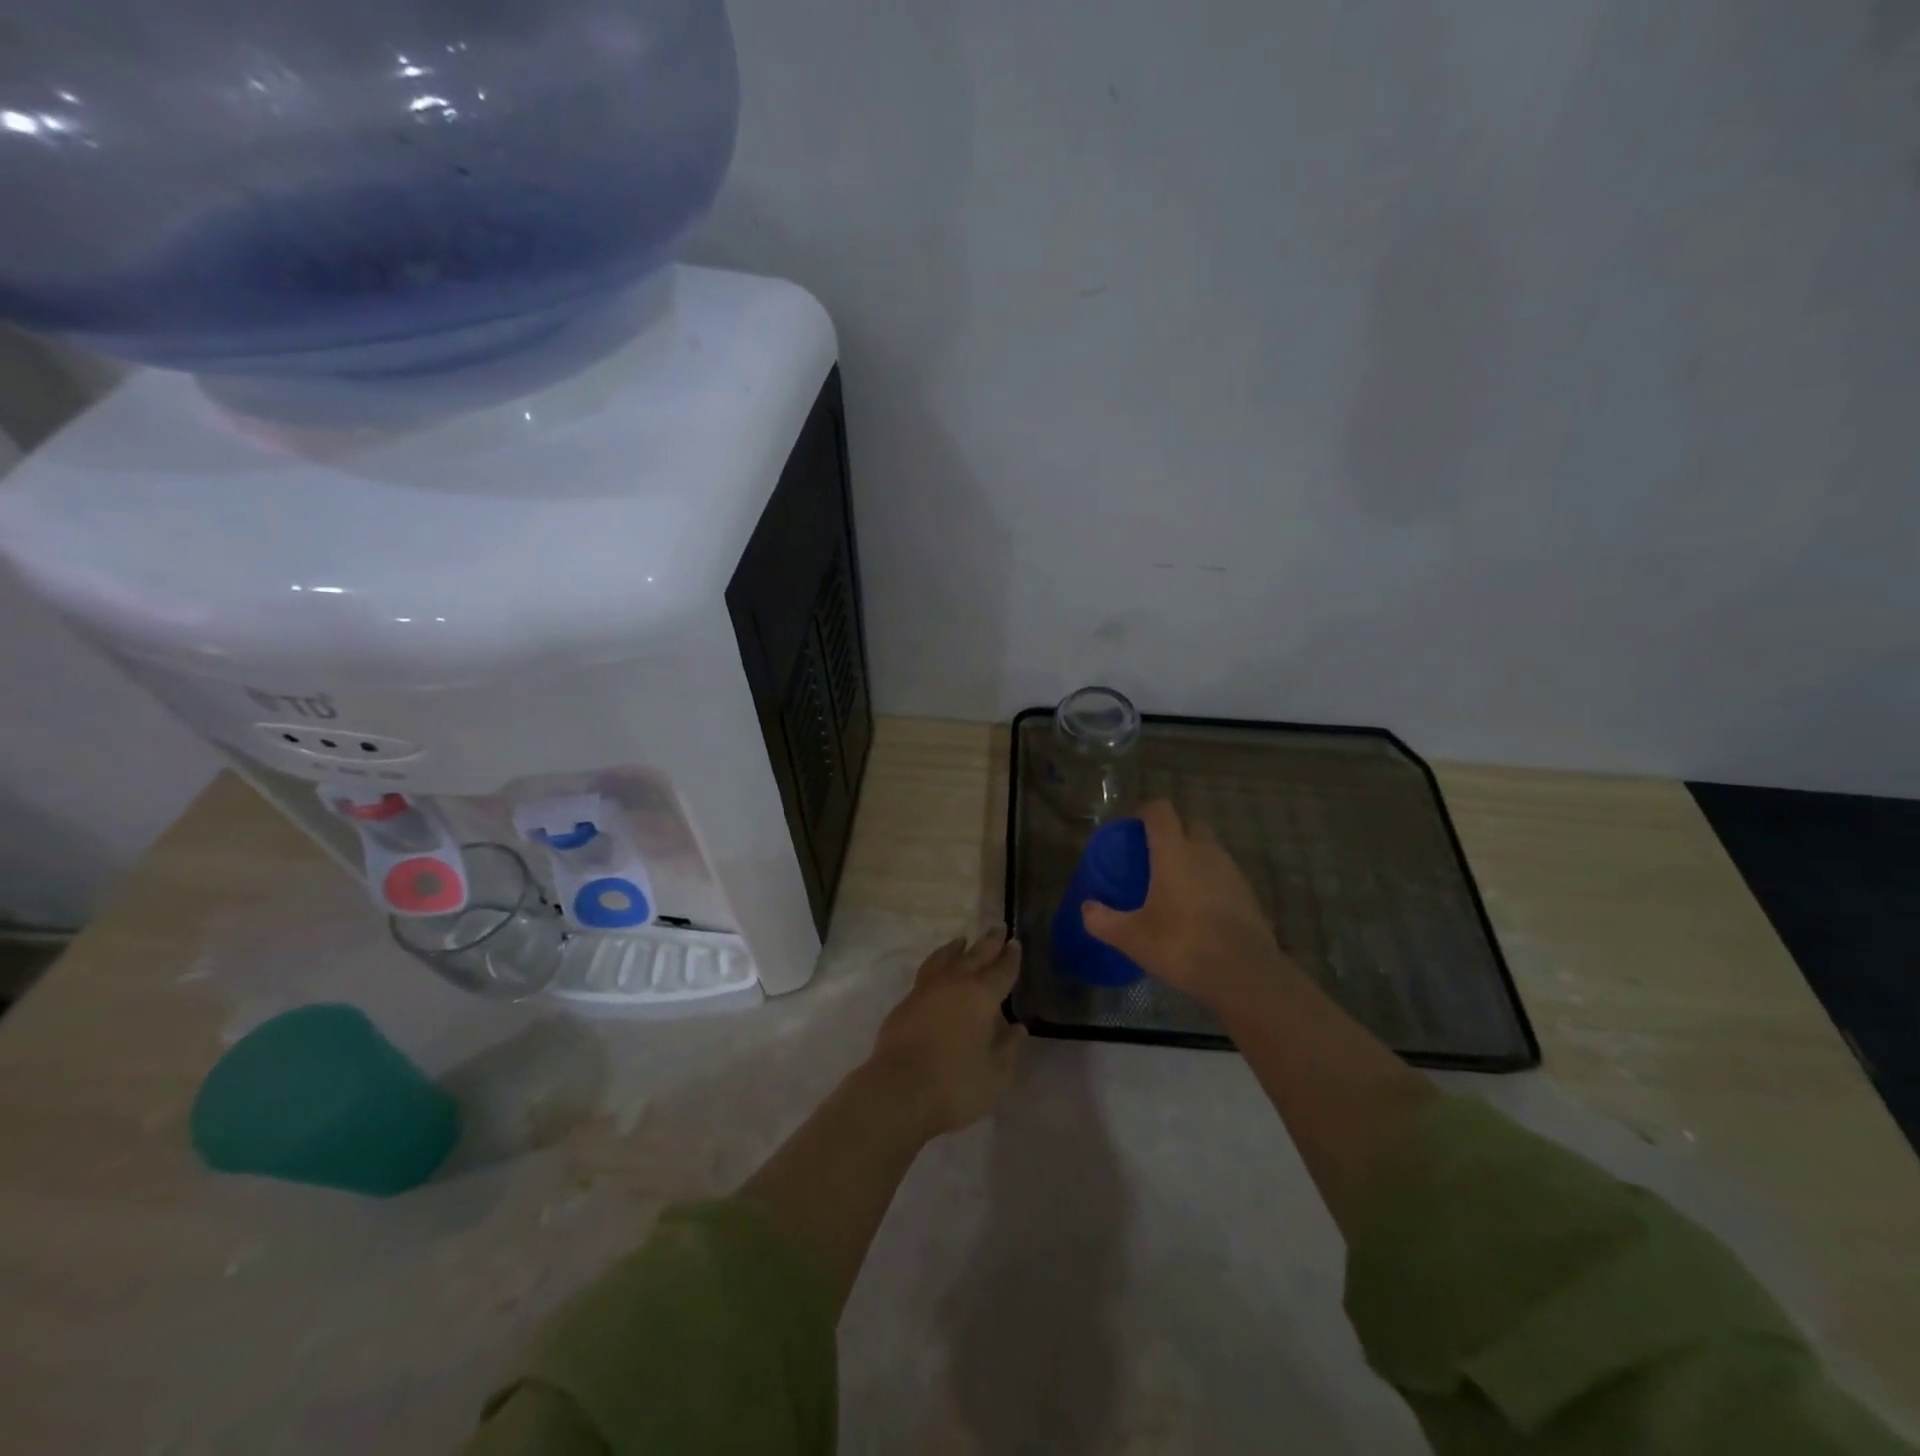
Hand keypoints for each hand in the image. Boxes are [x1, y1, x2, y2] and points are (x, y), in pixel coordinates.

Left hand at [866, 928, 1026, 1138]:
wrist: (899, 1091)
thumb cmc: (955, 1083)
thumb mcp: (996, 1073)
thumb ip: (1008, 1048)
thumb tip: (1016, 1027)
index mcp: (982, 996)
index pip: (1001, 970)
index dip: (1010, 957)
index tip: (1015, 943)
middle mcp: (954, 984)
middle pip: (975, 955)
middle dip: (989, 942)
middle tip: (997, 927)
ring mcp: (925, 991)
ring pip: (944, 958)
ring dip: (956, 948)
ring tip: (961, 941)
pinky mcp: (905, 1004)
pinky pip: (926, 974)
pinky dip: (937, 966)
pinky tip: (937, 975)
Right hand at [1082, 800, 1295, 1009]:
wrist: (1243, 974)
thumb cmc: (1181, 944)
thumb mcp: (1131, 936)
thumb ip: (1103, 920)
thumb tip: (1087, 908)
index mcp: (1174, 851)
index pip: (1161, 811)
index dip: (1146, 812)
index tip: (1133, 827)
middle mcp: (1205, 852)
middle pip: (1190, 824)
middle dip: (1174, 832)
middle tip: (1155, 857)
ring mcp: (1232, 872)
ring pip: (1211, 850)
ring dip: (1194, 858)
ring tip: (1177, 886)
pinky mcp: (1250, 895)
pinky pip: (1225, 876)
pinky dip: (1212, 883)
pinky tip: (1201, 911)